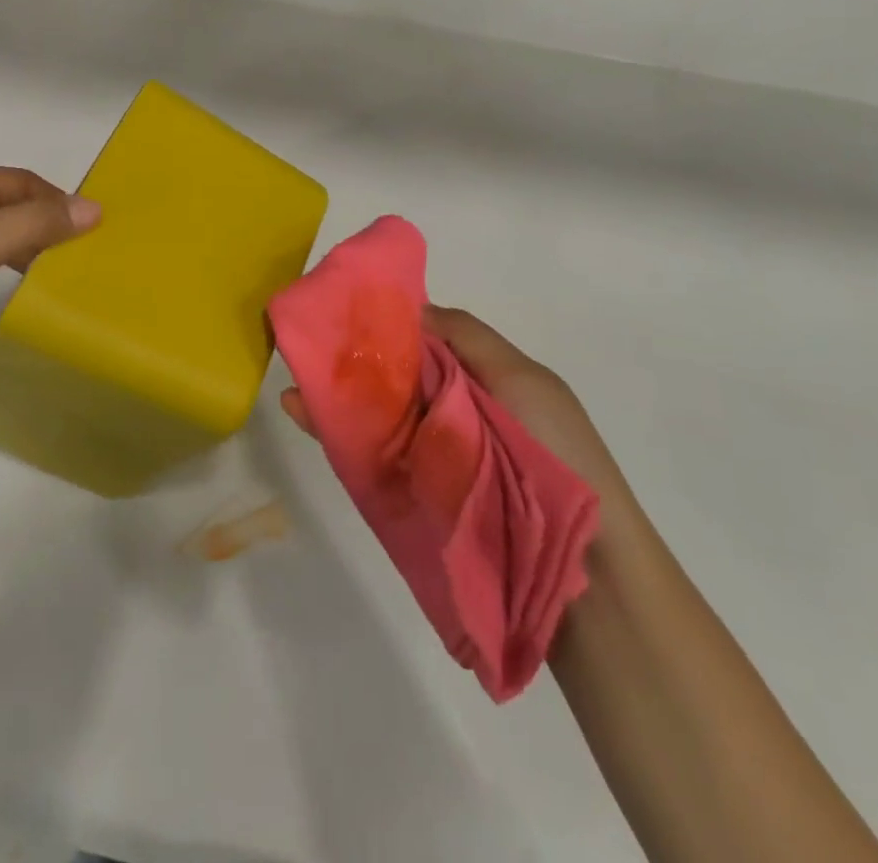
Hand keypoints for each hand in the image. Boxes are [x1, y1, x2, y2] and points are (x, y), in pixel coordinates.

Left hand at [0, 167, 100, 383]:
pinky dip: (0, 261)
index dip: (57, 198)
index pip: (20, 180)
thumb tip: (95, 208)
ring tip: (52, 270)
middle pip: (6, 202)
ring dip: (24, 241)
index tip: (90, 232)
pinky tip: (6, 285)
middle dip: (44, 219)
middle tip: (77, 254)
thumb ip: (30, 226)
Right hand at [281, 305, 621, 495]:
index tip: (346, 306)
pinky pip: (368, 455)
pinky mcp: (410, 495)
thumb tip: (412, 306)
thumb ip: (466, 336)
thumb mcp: (522, 379)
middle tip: (307, 341)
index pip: (421, 340)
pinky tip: (303, 412)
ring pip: (373, 413)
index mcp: (476, 378)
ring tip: (294, 378)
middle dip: (351, 357)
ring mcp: (427, 454)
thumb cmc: (557, 455)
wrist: (583, 570)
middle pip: (391, 376)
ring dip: (334, 394)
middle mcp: (448, 412)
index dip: (386, 322)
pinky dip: (335, 434)